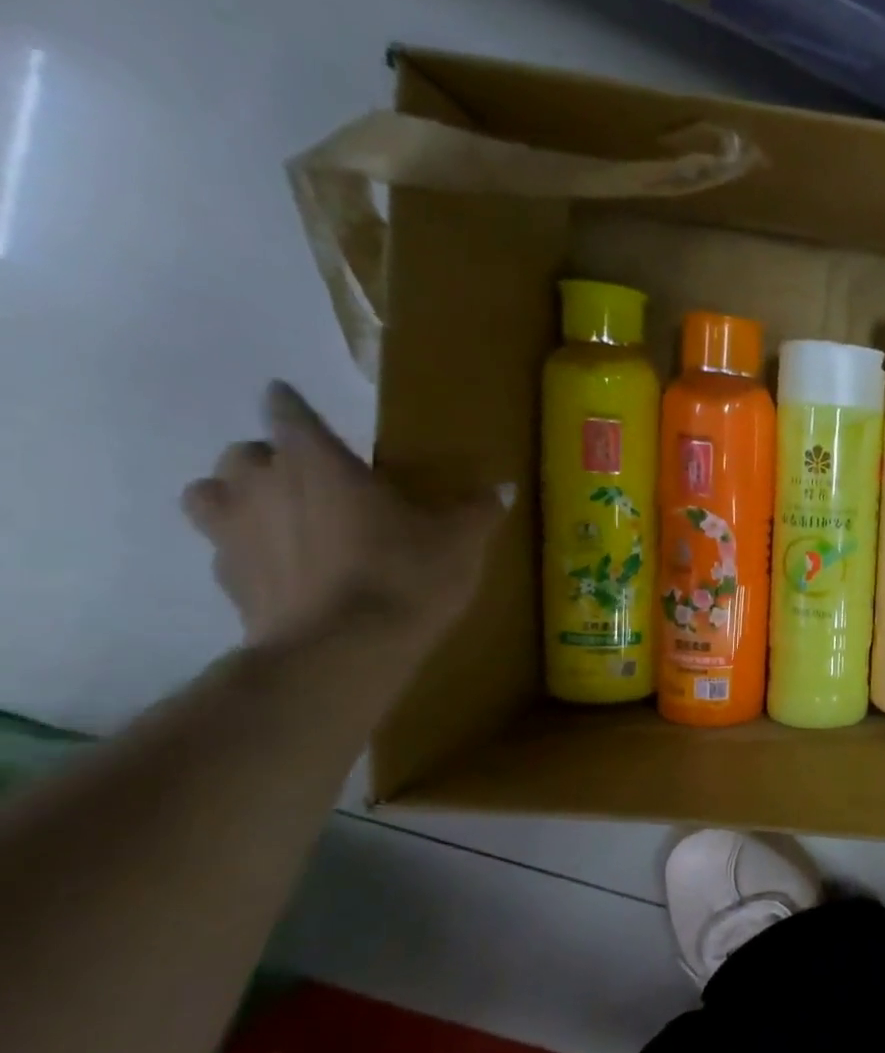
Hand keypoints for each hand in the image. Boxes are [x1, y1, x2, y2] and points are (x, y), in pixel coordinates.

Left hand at [182, 382, 501, 652]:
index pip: (289, 412)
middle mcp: (263, 484)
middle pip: (246, 451)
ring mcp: (234, 531)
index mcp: (318, 462)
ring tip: (279, 515)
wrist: (344, 650)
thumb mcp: (461, 541)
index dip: (293, 405)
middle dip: (273, 458)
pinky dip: (246, 548)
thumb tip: (504, 486)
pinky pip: (224, 547)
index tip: (296, 403)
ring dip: (238, 496)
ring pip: (211, 493)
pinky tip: (283, 567)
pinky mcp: (227, 578)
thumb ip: (478, 509)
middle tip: (313, 477)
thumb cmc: (406, 575)